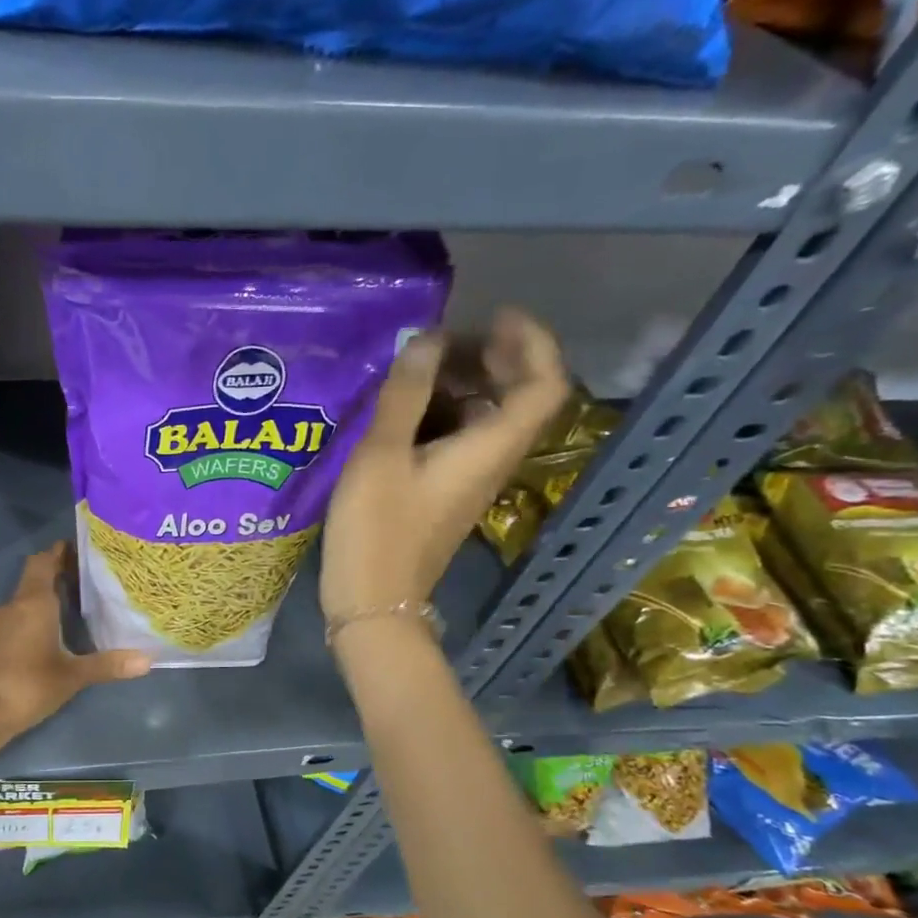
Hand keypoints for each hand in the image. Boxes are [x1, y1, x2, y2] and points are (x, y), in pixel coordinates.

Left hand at [0, 542, 149, 736]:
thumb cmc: (29, 684)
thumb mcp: (73, 675)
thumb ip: (109, 664)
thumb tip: (148, 660)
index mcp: (34, 601)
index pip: (44, 561)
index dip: (60, 551)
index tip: (82, 548)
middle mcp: (15, 605)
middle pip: (34, 576)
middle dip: (57, 571)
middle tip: (88, 575)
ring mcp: (0, 623)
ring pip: (25, 597)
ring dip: (46, 594)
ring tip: (76, 601)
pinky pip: (18, 616)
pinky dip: (35, 614)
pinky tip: (52, 630)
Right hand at [321, 308, 568, 625]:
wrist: (374, 601)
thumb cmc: (376, 529)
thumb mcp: (382, 455)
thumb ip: (406, 394)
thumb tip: (427, 340)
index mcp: (489, 447)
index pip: (544, 383)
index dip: (530, 341)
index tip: (492, 315)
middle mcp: (492, 461)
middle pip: (518, 396)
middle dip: (491, 357)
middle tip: (443, 338)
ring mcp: (470, 479)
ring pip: (486, 417)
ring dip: (463, 383)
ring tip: (416, 365)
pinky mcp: (446, 493)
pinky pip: (460, 438)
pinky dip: (442, 412)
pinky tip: (402, 408)